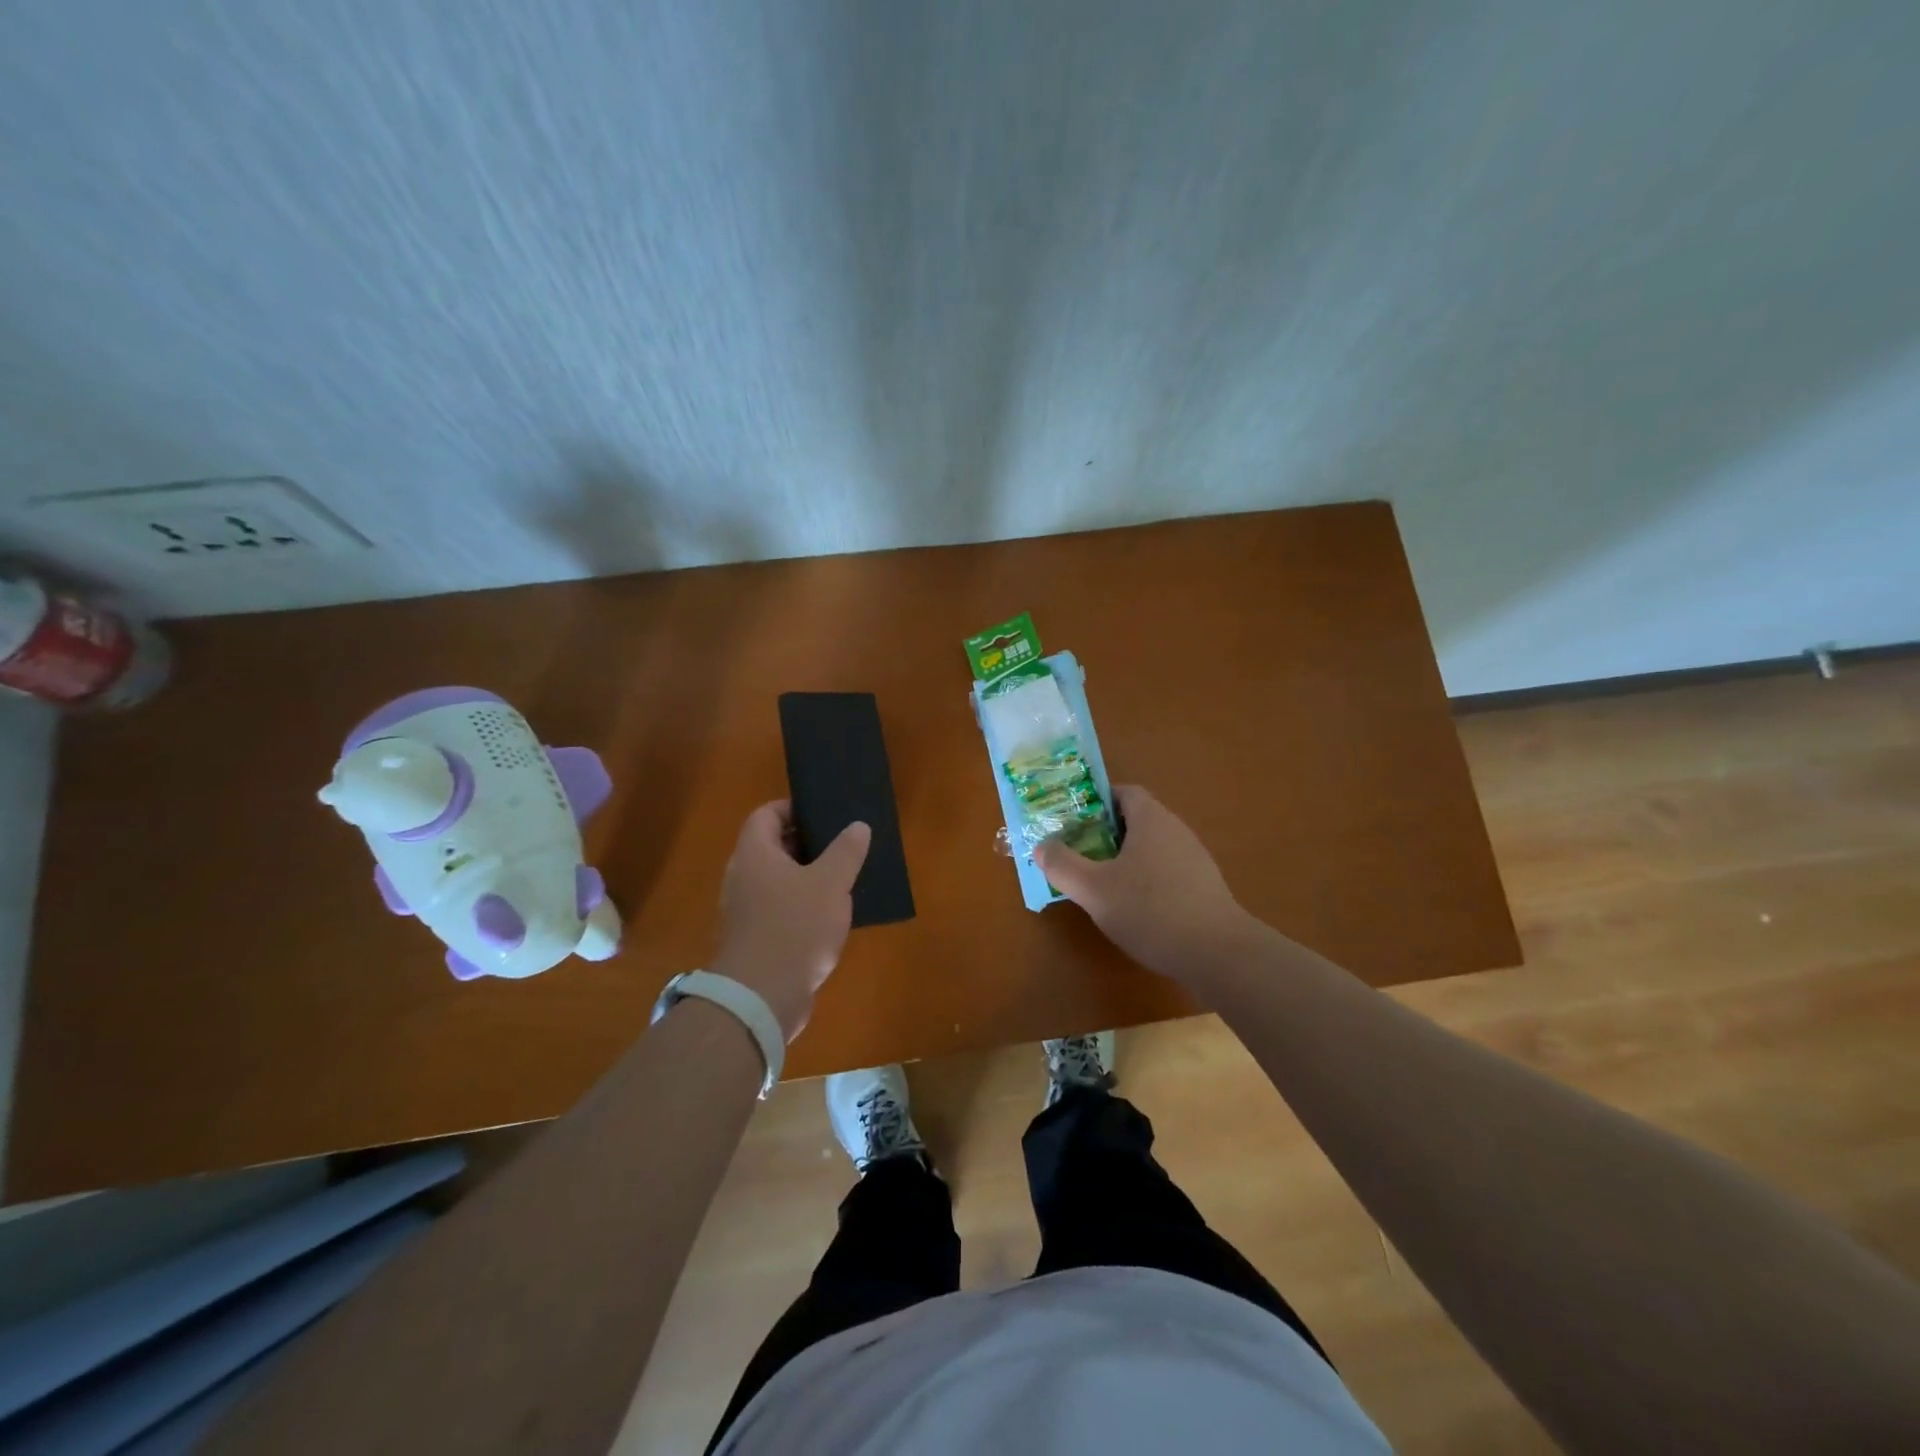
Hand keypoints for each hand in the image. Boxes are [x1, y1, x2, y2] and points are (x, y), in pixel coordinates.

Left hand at [710, 801, 869, 1039]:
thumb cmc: (795, 927)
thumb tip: (857, 826)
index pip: (766, 814)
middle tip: (843, 844)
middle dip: (808, 843)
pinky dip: (803, 906)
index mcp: (754, 854)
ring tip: (844, 877)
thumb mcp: (831, 883)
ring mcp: (746, 910)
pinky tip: (832, 916)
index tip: (824, 814)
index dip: (793, 808)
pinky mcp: (755, 939)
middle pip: (773, 847)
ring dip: (808, 877)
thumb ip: (846, 851)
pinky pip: (780, 909)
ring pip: (779, 880)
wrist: (762, 997)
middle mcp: (743, 877)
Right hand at [1036, 785, 1254, 982]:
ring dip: (1125, 859)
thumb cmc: (1151, 910)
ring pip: (1152, 848)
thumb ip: (1062, 865)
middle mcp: (1176, 831)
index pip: (1124, 792)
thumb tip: (1042, 846)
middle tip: (1078, 852)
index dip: (1097, 800)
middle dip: (1105, 833)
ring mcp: (1195, 860)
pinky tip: (1134, 909)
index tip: (1073, 820)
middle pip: (1136, 819)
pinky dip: (1146, 880)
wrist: (1218, 954)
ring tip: (1100, 883)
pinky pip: (1167, 871)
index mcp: (1151, 820)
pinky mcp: (1204, 888)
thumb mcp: (1093, 889)